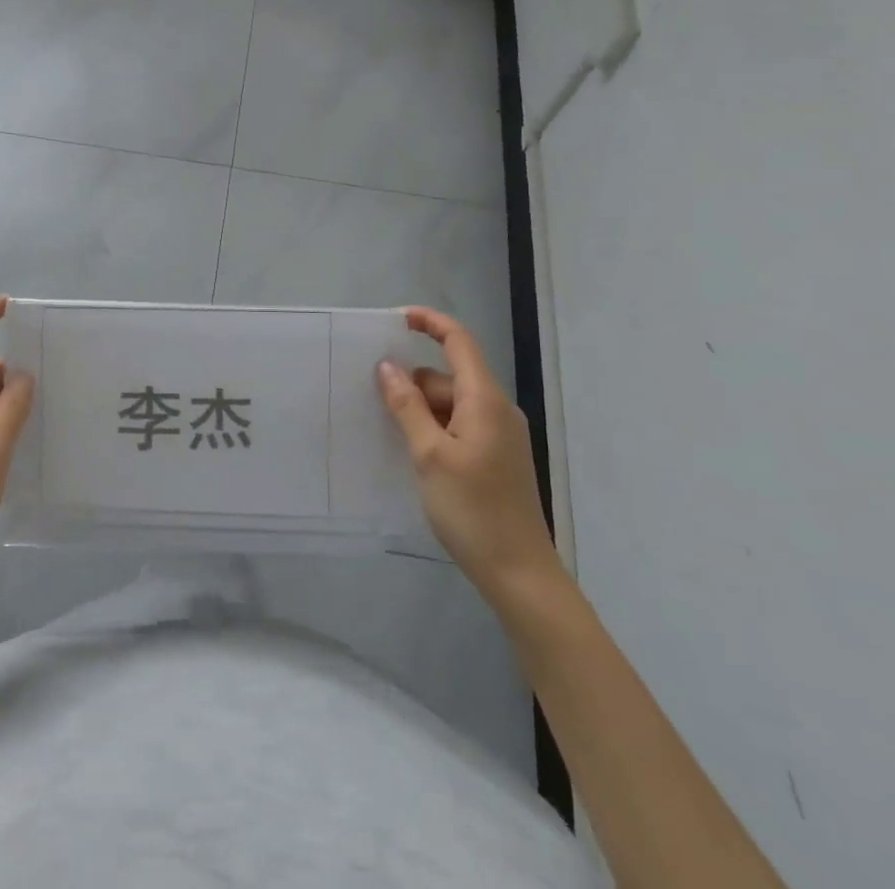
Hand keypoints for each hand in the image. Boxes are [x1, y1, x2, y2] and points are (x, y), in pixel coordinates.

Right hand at [376, 306, 558, 590]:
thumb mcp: (429, 455)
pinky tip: (415, 455)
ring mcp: (499, 435)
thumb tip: (387, 366)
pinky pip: (459, 427)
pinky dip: (435, 431)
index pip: (458, 341)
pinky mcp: (496, 458)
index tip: (396, 319)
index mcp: (484, 400)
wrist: (519, 574)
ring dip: (422, 412)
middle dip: (413, 384)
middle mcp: (496, 409)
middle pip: (448, 377)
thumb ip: (407, 406)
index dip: (430, 322)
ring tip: (392, 438)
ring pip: (451, 405)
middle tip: (375, 404)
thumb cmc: (472, 509)